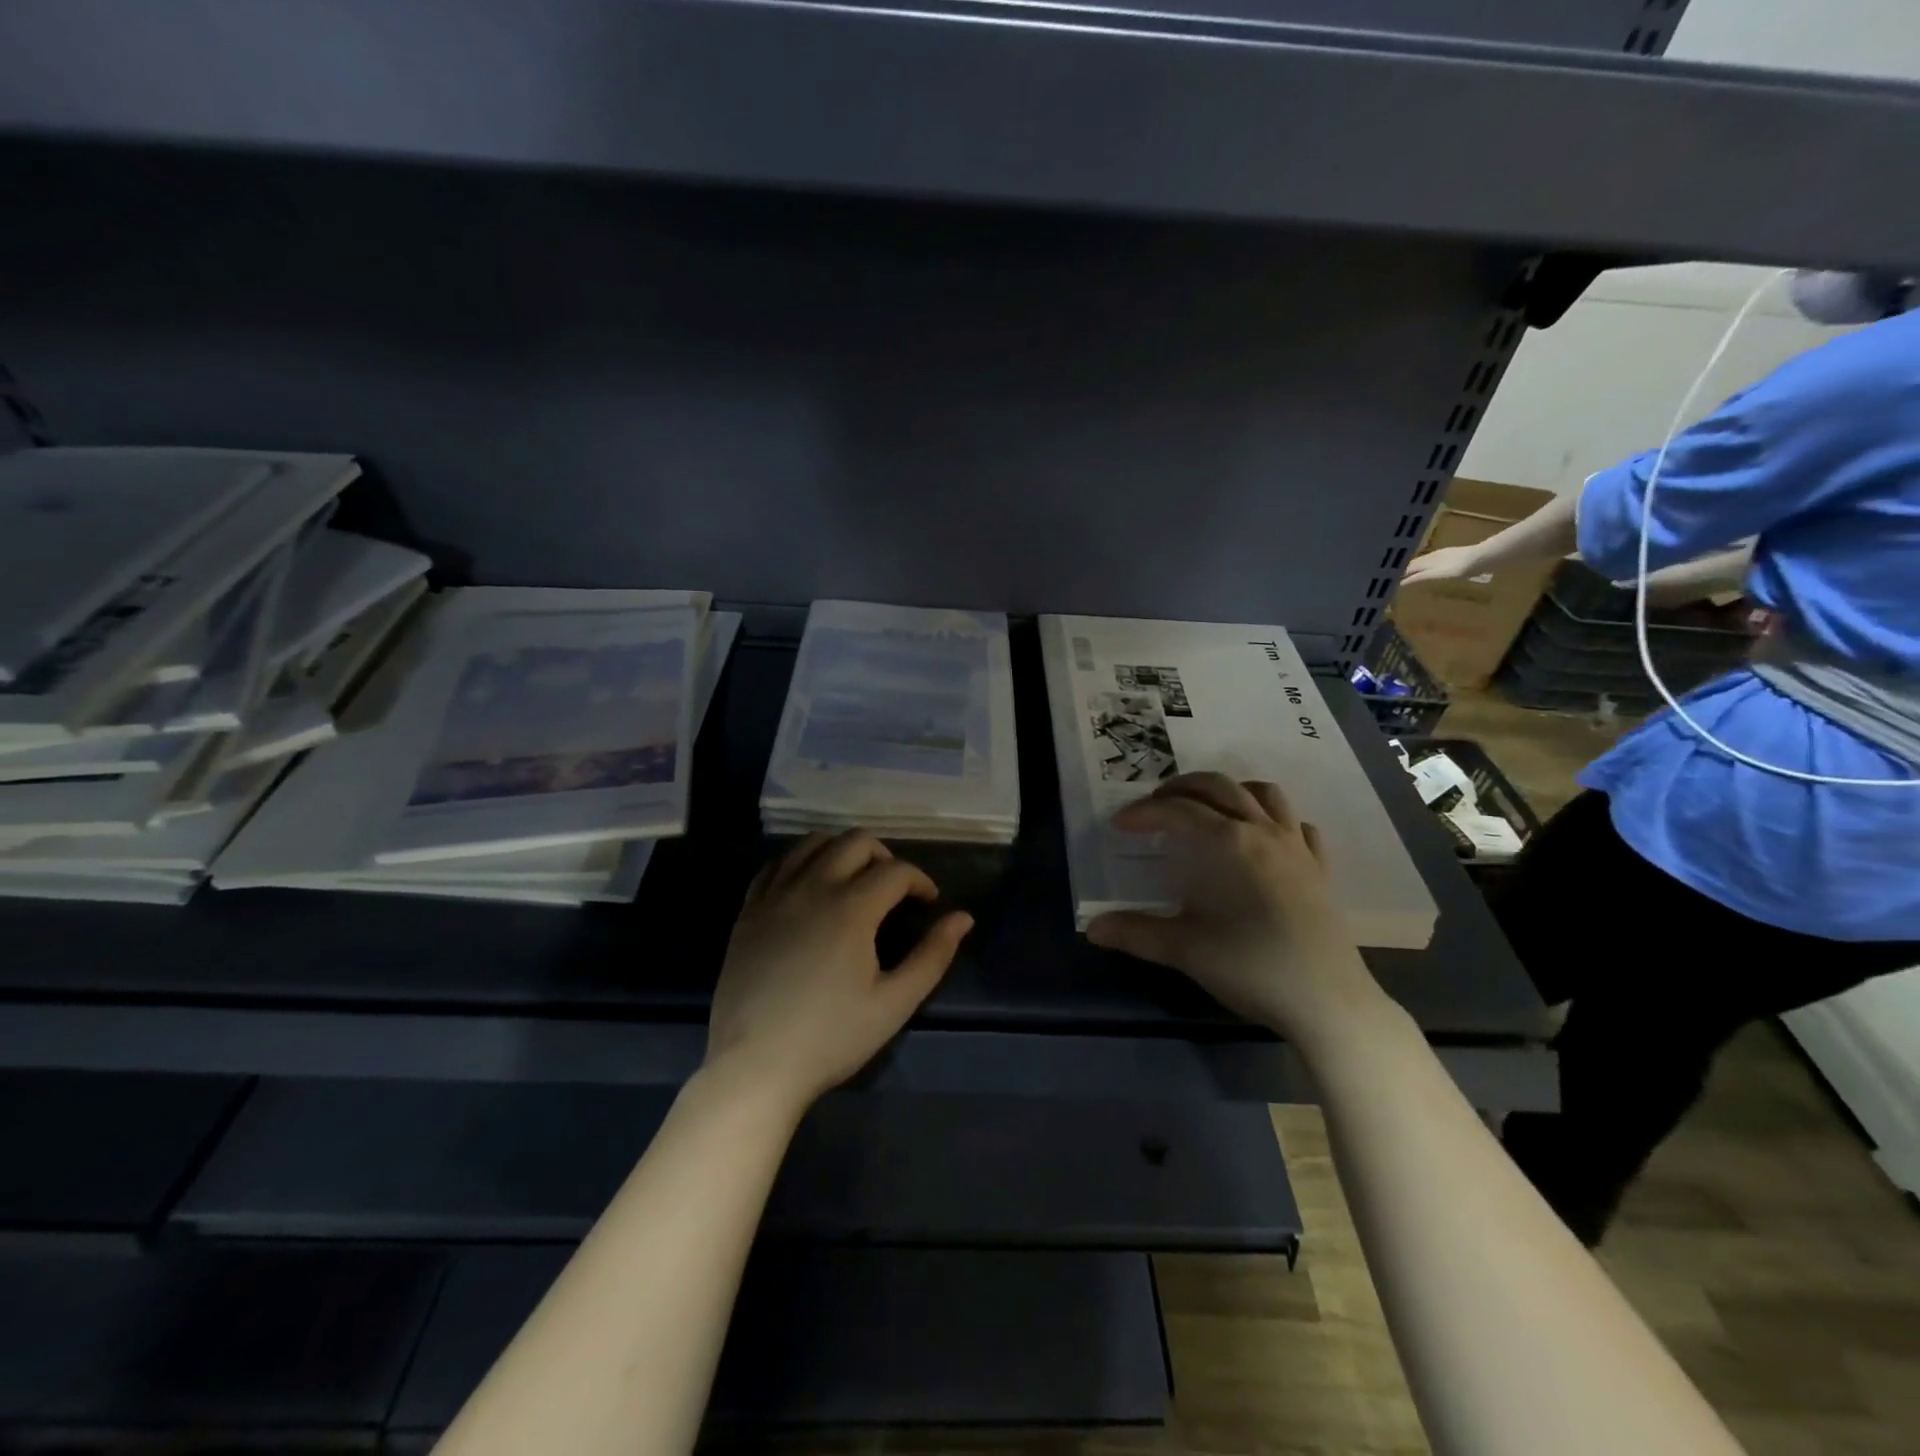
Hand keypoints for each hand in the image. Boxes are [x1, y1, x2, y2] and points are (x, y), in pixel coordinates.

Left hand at [706, 830, 972, 1108]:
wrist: (754, 1066)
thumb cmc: (830, 1038)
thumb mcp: (894, 1003)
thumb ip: (933, 956)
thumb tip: (963, 918)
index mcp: (851, 907)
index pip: (896, 870)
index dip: (920, 881)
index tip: (929, 903)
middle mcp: (812, 887)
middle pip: (855, 841)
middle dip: (885, 856)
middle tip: (894, 889)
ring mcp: (774, 895)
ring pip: (812, 843)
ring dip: (842, 851)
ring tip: (853, 881)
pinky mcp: (748, 911)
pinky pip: (776, 865)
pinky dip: (800, 863)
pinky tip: (808, 888)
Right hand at [1086, 773, 1386, 1043]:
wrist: (1328, 1002)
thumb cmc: (1251, 967)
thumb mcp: (1185, 950)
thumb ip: (1136, 933)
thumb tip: (1093, 928)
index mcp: (1226, 843)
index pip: (1176, 811)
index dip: (1144, 812)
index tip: (1120, 824)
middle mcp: (1262, 832)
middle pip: (1219, 787)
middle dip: (1182, 788)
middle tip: (1156, 806)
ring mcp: (1297, 847)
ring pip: (1264, 794)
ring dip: (1231, 790)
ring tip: (1208, 807)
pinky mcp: (1320, 868)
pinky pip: (1298, 825)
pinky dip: (1275, 819)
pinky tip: (1263, 837)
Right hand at [1400, 543, 1487, 586]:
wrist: (1482, 558)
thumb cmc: (1457, 568)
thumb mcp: (1435, 575)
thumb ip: (1418, 578)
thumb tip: (1399, 582)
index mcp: (1426, 560)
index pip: (1407, 567)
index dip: (1399, 574)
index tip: (1391, 581)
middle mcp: (1432, 555)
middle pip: (1415, 563)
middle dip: (1406, 570)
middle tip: (1399, 579)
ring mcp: (1444, 554)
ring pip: (1424, 561)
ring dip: (1417, 568)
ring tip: (1413, 576)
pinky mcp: (1454, 555)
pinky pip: (1435, 561)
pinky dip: (1428, 567)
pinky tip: (1432, 571)